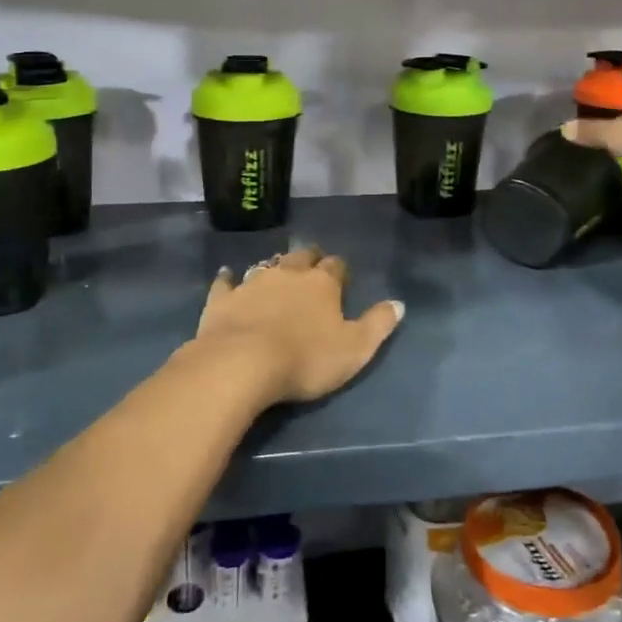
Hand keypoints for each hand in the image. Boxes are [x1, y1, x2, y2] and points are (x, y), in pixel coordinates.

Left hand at [190, 246, 404, 405]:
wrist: (241, 364)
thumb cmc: (305, 359)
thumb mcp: (355, 349)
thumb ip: (378, 325)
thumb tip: (399, 303)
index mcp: (322, 283)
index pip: (336, 266)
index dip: (340, 271)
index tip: (341, 279)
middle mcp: (288, 273)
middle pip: (302, 257)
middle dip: (309, 259)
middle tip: (312, 267)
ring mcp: (252, 283)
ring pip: (267, 265)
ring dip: (274, 268)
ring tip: (276, 273)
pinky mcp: (222, 299)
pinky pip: (226, 282)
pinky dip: (228, 279)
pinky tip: (227, 276)